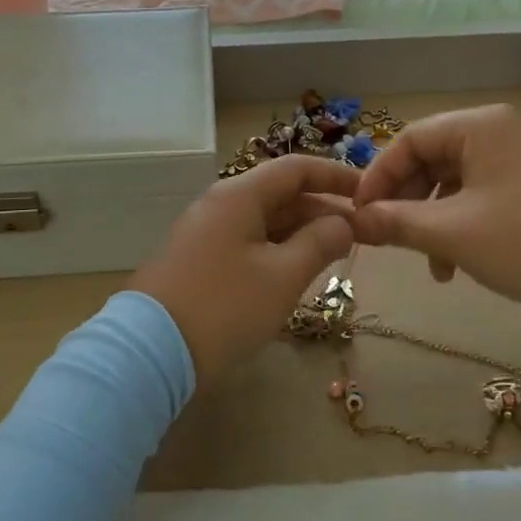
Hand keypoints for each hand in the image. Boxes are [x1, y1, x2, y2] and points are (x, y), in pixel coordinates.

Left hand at [131, 155, 357, 382]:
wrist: (150, 351)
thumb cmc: (224, 306)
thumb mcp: (282, 276)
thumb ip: (319, 242)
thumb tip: (344, 222)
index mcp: (239, 195)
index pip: (295, 168)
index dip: (335, 176)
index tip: (370, 193)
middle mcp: (220, 204)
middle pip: (280, 193)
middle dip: (322, 209)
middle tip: (362, 232)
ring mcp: (205, 233)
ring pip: (264, 220)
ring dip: (302, 232)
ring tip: (337, 252)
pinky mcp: (198, 261)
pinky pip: (248, 242)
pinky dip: (278, 249)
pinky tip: (297, 271)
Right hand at [350, 104, 520, 315]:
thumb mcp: (453, 233)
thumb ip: (397, 222)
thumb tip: (354, 220)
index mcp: (479, 126)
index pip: (409, 139)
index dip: (378, 177)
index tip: (361, 214)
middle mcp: (501, 130)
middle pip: (433, 157)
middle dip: (407, 201)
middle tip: (389, 237)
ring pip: (458, 180)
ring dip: (435, 218)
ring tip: (431, 264)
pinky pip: (486, 193)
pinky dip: (465, 222)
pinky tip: (462, 261)